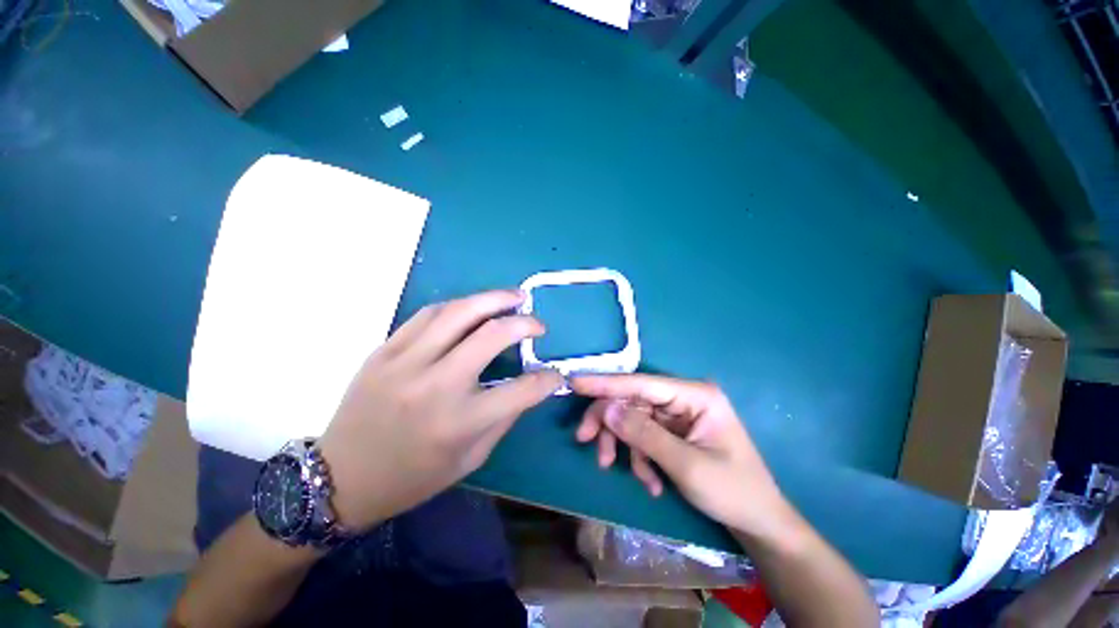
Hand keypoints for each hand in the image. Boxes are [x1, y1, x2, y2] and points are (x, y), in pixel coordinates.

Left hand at [318, 290, 563, 530]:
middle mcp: (435, 386)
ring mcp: (405, 363)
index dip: (547, 379)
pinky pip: (427, 314)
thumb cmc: (413, 476)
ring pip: (458, 313)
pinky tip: (473, 306)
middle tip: (538, 323)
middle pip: (491, 335)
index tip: (556, 373)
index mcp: (460, 422)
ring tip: (514, 296)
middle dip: (524, 324)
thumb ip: (504, 417)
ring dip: (493, 299)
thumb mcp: (470, 459)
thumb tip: (529, 384)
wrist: (341, 478)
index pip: (522, 390)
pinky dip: (458, 306)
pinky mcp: (384, 351)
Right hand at [571, 374, 790, 537]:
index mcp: (695, 395)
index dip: (606, 383)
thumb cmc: (733, 492)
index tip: (575, 382)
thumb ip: (644, 435)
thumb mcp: (686, 465)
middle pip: (632, 401)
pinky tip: (649, 481)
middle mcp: (683, 398)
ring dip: (623, 446)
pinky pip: (642, 436)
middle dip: (609, 422)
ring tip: (614, 469)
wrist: (759, 523)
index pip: (641, 383)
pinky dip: (638, 457)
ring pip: (633, 419)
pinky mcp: (672, 432)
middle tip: (585, 440)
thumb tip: (606, 410)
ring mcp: (677, 415)